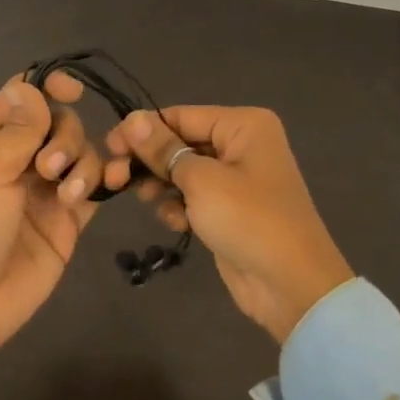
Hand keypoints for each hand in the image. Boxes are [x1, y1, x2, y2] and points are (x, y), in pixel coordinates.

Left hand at [0, 72, 101, 352]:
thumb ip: (17, 130)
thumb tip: (31, 86)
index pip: (23, 97)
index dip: (47, 85)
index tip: (72, 89)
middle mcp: (21, 158)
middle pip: (60, 121)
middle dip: (65, 137)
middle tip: (49, 169)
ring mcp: (48, 187)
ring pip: (82, 150)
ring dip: (84, 163)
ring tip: (69, 195)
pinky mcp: (71, 216)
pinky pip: (97, 184)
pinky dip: (107, 178)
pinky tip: (111, 183)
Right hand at [102, 106, 352, 343]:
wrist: (291, 284)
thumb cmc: (248, 220)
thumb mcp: (201, 180)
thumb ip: (163, 149)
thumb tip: (131, 119)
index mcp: (243, 125)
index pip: (180, 116)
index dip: (142, 130)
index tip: (108, 146)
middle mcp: (242, 144)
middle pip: (180, 142)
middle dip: (149, 160)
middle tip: (114, 179)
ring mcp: (237, 178)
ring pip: (183, 170)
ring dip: (161, 184)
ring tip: (146, 200)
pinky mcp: (229, 208)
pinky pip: (194, 196)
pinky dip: (179, 205)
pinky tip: (174, 221)